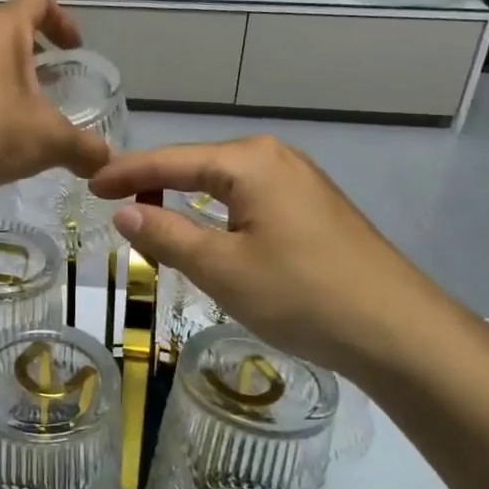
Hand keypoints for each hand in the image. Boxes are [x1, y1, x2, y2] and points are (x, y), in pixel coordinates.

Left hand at [0, 0, 111, 191]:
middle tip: (51, 82)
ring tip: (20, 113)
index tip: (74, 49)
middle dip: (33, 53)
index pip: (38, 2)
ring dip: (4, 77)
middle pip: (7, 29)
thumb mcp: (49, 141)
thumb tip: (106, 162)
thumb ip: (84, 149)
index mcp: (2, 29)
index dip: (62, 21)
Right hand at [91, 137, 488, 393]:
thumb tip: (123, 210)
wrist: (398, 331)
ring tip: (151, 215)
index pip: (170, 160)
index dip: (126, 173)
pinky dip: (219, 212)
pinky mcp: (316, 208)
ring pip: (226, 184)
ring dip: (187, 199)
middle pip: (198, 165)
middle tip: (114, 202)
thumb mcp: (221, 268)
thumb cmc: (300, 294)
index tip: (89, 185)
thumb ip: (166, 234)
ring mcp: (301, 181)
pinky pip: (251, 200)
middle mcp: (275, 157)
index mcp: (249, 161)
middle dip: (155, 182)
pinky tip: (209, 230)